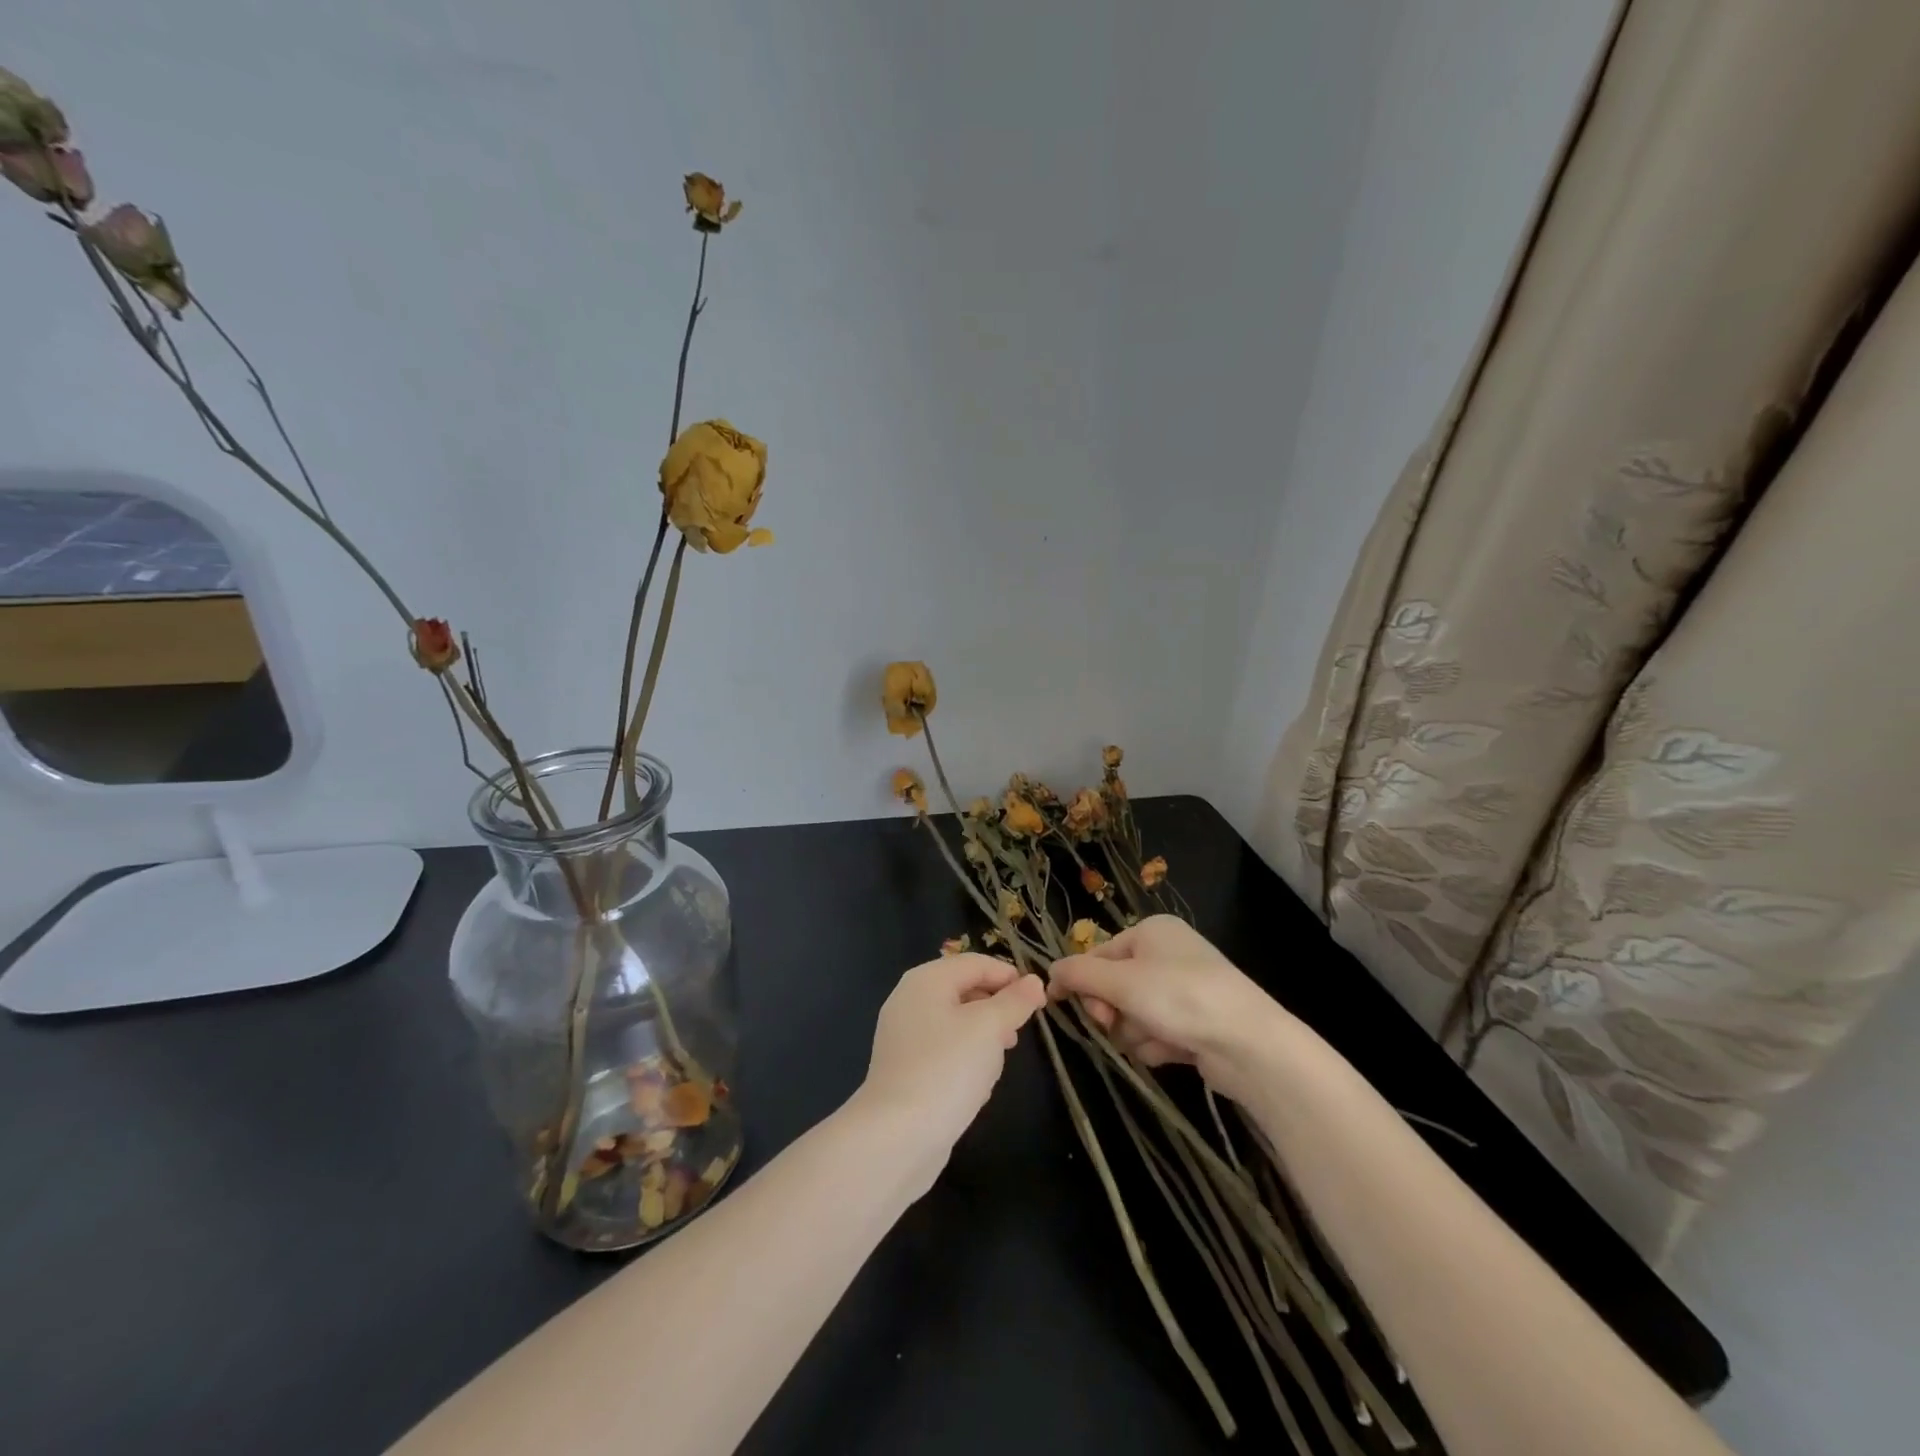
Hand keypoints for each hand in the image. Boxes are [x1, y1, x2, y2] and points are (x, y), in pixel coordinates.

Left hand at [852, 953, 1046, 1188]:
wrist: (897, 1136)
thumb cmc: (947, 1069)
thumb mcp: (989, 1028)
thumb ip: (1014, 1001)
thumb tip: (1034, 981)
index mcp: (926, 979)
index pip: (976, 963)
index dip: (1010, 976)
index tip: (1039, 1001)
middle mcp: (910, 1000)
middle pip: (964, 989)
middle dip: (996, 1007)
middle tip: (1020, 1031)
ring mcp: (904, 1035)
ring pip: (956, 1022)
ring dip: (983, 1035)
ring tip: (1001, 1058)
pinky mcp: (905, 1068)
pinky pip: (943, 1050)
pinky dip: (964, 1058)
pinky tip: (977, 1084)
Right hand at [1049, 916, 1298, 1102]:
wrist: (1248, 1044)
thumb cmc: (1179, 997)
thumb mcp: (1121, 981)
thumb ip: (1079, 974)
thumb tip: (1049, 972)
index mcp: (1152, 931)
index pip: (1099, 954)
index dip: (1081, 980)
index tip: (1062, 1004)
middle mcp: (1168, 954)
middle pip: (1115, 985)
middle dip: (1111, 1009)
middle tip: (1111, 1023)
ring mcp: (1184, 989)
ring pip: (1133, 1013)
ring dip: (1134, 1030)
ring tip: (1155, 1037)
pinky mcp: (1196, 1022)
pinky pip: (1157, 1031)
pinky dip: (1157, 1043)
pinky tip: (1173, 1049)